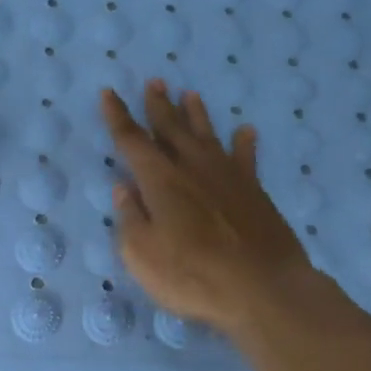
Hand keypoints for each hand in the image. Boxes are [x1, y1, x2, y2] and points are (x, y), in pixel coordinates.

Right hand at [100, 79, 312, 332]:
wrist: (262, 288)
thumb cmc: (192, 275)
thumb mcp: (143, 255)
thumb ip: (131, 218)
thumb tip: (124, 187)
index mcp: (160, 180)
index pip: (132, 141)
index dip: (118, 117)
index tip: (108, 93)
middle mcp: (192, 168)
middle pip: (171, 128)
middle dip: (159, 105)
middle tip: (154, 82)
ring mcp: (227, 176)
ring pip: (207, 135)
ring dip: (196, 115)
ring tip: (190, 95)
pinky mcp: (254, 191)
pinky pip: (246, 158)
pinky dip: (244, 143)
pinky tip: (246, 131)